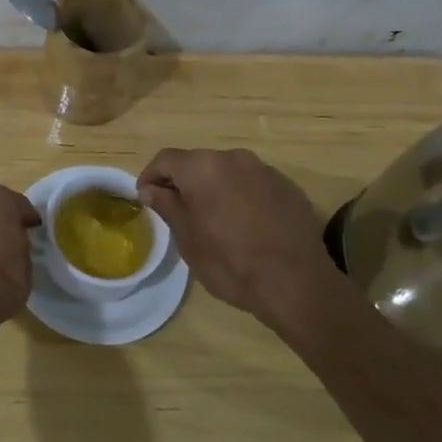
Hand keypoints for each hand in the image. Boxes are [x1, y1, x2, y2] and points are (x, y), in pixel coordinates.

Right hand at [137, 148, 343, 327]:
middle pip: (198, 163)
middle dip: (184, 183)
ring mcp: (264, 170)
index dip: (151, 177)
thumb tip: (150, 189)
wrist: (296, 283)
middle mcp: (233, 158)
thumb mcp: (187, 239)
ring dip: (215, 189)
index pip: (165, 159)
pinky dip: (242, 196)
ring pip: (228, 172)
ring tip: (214, 220)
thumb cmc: (230, 262)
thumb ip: (167, 206)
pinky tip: (246, 225)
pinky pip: (253, 184)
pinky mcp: (288, 186)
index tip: (145, 198)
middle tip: (178, 212)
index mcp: (202, 167)